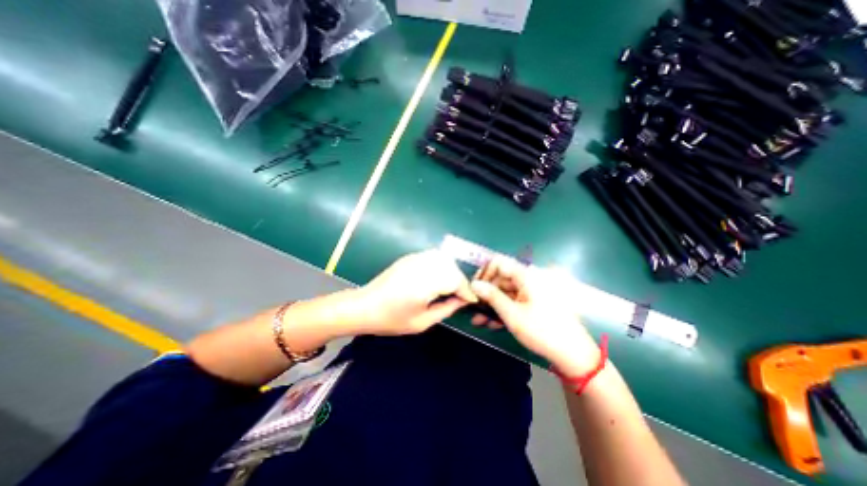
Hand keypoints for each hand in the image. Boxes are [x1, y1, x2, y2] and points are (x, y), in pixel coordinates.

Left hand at [353, 251, 479, 333]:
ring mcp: (414, 259)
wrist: (365, 306)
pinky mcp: (409, 257)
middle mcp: (422, 267)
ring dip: (452, 271)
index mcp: (425, 284)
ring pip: (443, 258)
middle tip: (460, 296)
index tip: (471, 301)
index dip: (466, 291)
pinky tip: (438, 276)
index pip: (455, 281)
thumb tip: (462, 301)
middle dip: (460, 281)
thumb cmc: (392, 319)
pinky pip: (432, 256)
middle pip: (451, 267)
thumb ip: (446, 309)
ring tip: (450, 286)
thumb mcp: (422, 322)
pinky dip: (441, 265)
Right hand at [467, 258, 604, 375]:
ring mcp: (532, 291)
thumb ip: (491, 296)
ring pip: (505, 291)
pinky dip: (503, 309)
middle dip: (486, 293)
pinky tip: (492, 323)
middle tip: (473, 309)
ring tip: (479, 320)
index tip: (475, 289)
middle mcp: (529, 278)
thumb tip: (474, 284)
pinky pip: (514, 300)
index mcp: (526, 275)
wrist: (572, 353)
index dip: (484, 273)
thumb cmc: (541, 331)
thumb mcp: (512, 314)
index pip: (499, 262)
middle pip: (501, 278)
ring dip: (492, 304)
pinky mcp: (534, 301)